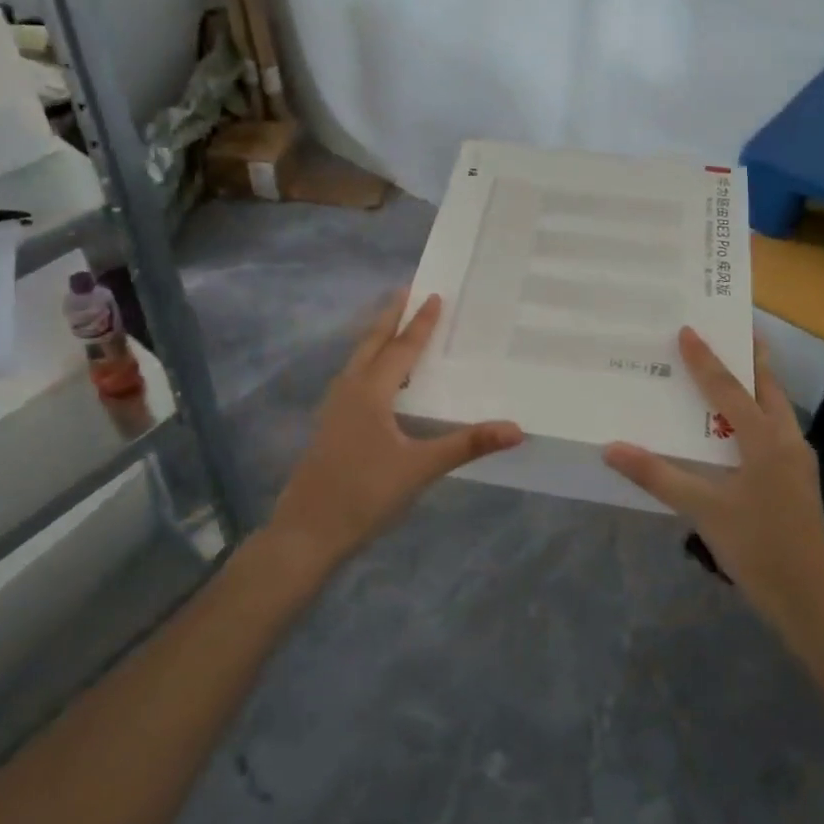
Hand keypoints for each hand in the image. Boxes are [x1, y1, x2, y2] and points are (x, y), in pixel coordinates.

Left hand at [265, 291, 524, 579]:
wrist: (306, 532)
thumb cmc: (364, 495)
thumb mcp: (420, 469)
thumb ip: (466, 444)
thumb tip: (516, 428)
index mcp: (370, 392)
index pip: (401, 348)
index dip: (420, 323)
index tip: (434, 295)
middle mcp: (349, 390)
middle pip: (371, 343)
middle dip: (390, 317)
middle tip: (404, 291)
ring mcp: (334, 408)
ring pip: (358, 360)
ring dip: (376, 339)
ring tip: (393, 327)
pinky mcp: (329, 427)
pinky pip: (353, 379)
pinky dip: (369, 364)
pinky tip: (378, 382)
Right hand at [605, 328, 823, 639]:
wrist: (812, 603)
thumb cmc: (758, 550)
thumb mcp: (704, 511)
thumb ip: (658, 476)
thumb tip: (611, 447)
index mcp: (766, 441)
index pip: (729, 389)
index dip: (705, 359)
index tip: (687, 329)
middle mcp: (787, 440)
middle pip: (767, 385)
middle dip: (749, 355)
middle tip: (728, 328)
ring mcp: (797, 460)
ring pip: (775, 406)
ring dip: (754, 381)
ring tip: (730, 365)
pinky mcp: (797, 478)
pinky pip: (774, 427)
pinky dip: (756, 410)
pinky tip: (736, 423)